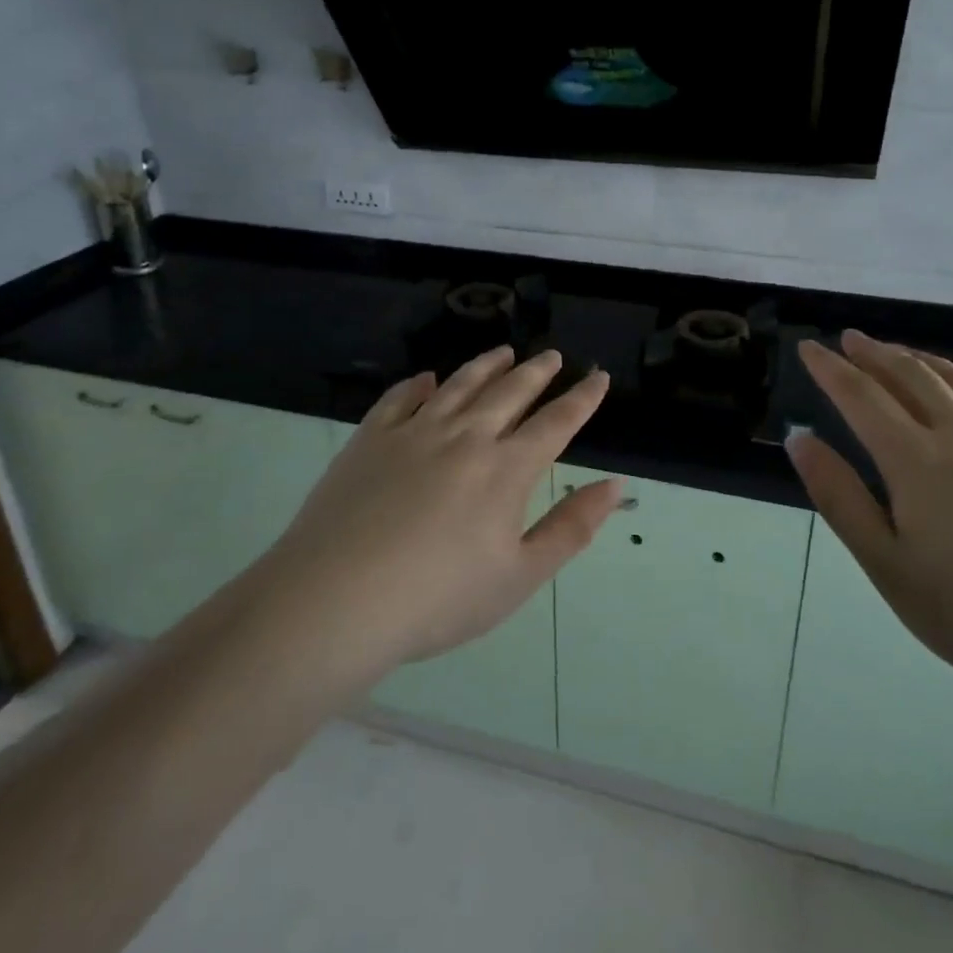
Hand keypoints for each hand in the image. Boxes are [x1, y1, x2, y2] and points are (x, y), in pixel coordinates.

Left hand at [268, 347, 621, 678]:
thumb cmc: (438, 599)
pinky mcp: (371, 438)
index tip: (598, 377)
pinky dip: (419, 384)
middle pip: (510, 392)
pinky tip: (427, 378)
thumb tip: (615, 486)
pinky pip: (401, 398)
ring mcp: (414, 431)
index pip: (556, 423)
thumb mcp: (519, 576)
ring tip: (503, 352)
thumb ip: (572, 528)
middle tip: (551, 356)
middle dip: (536, 371)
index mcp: (506, 469)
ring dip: (486, 365)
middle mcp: (465, 436)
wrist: (336, 599)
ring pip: (460, 385)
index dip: (582, 399)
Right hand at [788, 330, 952, 729]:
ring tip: (901, 353)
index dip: (830, 368)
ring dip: (922, 361)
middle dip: (875, 353)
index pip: (861, 396)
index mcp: (916, 460)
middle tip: (850, 339)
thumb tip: (800, 439)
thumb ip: (839, 497)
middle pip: (911, 377)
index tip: (809, 347)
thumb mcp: (888, 567)